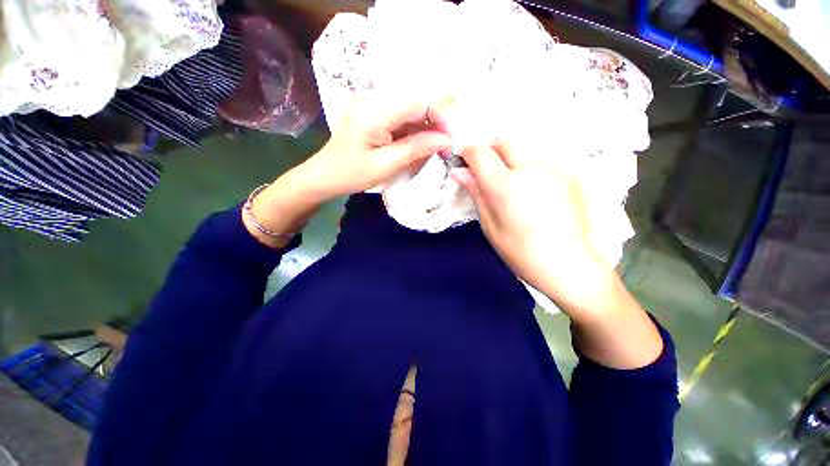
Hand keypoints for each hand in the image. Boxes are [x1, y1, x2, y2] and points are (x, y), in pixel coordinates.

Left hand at [298, 94, 453, 199]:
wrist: (325, 174)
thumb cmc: (351, 174)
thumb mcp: (385, 165)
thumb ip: (416, 149)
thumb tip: (446, 140)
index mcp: (374, 111)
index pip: (419, 101)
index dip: (442, 116)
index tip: (454, 138)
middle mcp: (374, 98)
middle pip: (417, 100)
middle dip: (438, 121)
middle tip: (449, 143)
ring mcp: (374, 102)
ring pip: (412, 107)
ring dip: (428, 125)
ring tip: (439, 145)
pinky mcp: (375, 110)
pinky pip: (403, 115)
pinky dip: (416, 128)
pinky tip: (423, 142)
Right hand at [453, 141, 663, 368]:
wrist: (569, 265)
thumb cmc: (521, 252)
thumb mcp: (490, 225)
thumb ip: (476, 193)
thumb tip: (459, 172)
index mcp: (506, 186)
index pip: (481, 153)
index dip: (467, 152)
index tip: (461, 159)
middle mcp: (531, 168)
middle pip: (505, 141)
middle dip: (490, 150)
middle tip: (485, 170)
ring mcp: (554, 168)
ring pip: (525, 146)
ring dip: (509, 155)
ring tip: (508, 178)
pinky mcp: (570, 174)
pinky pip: (542, 158)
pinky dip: (528, 163)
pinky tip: (530, 185)